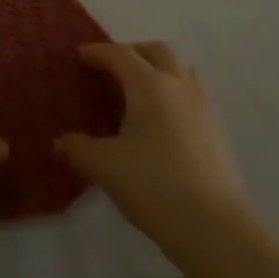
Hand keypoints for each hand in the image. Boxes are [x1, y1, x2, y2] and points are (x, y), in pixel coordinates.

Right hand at [55, 42, 248, 246]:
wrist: (215, 226)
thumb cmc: (154, 185)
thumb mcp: (106, 167)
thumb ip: (79, 150)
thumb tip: (59, 143)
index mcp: (149, 84)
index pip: (119, 54)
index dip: (97, 52)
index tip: (79, 55)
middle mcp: (178, 84)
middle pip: (155, 51)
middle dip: (131, 52)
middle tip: (111, 68)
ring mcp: (203, 106)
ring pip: (180, 70)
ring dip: (158, 69)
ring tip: (140, 91)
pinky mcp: (218, 129)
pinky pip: (193, 94)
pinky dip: (175, 94)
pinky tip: (164, 122)